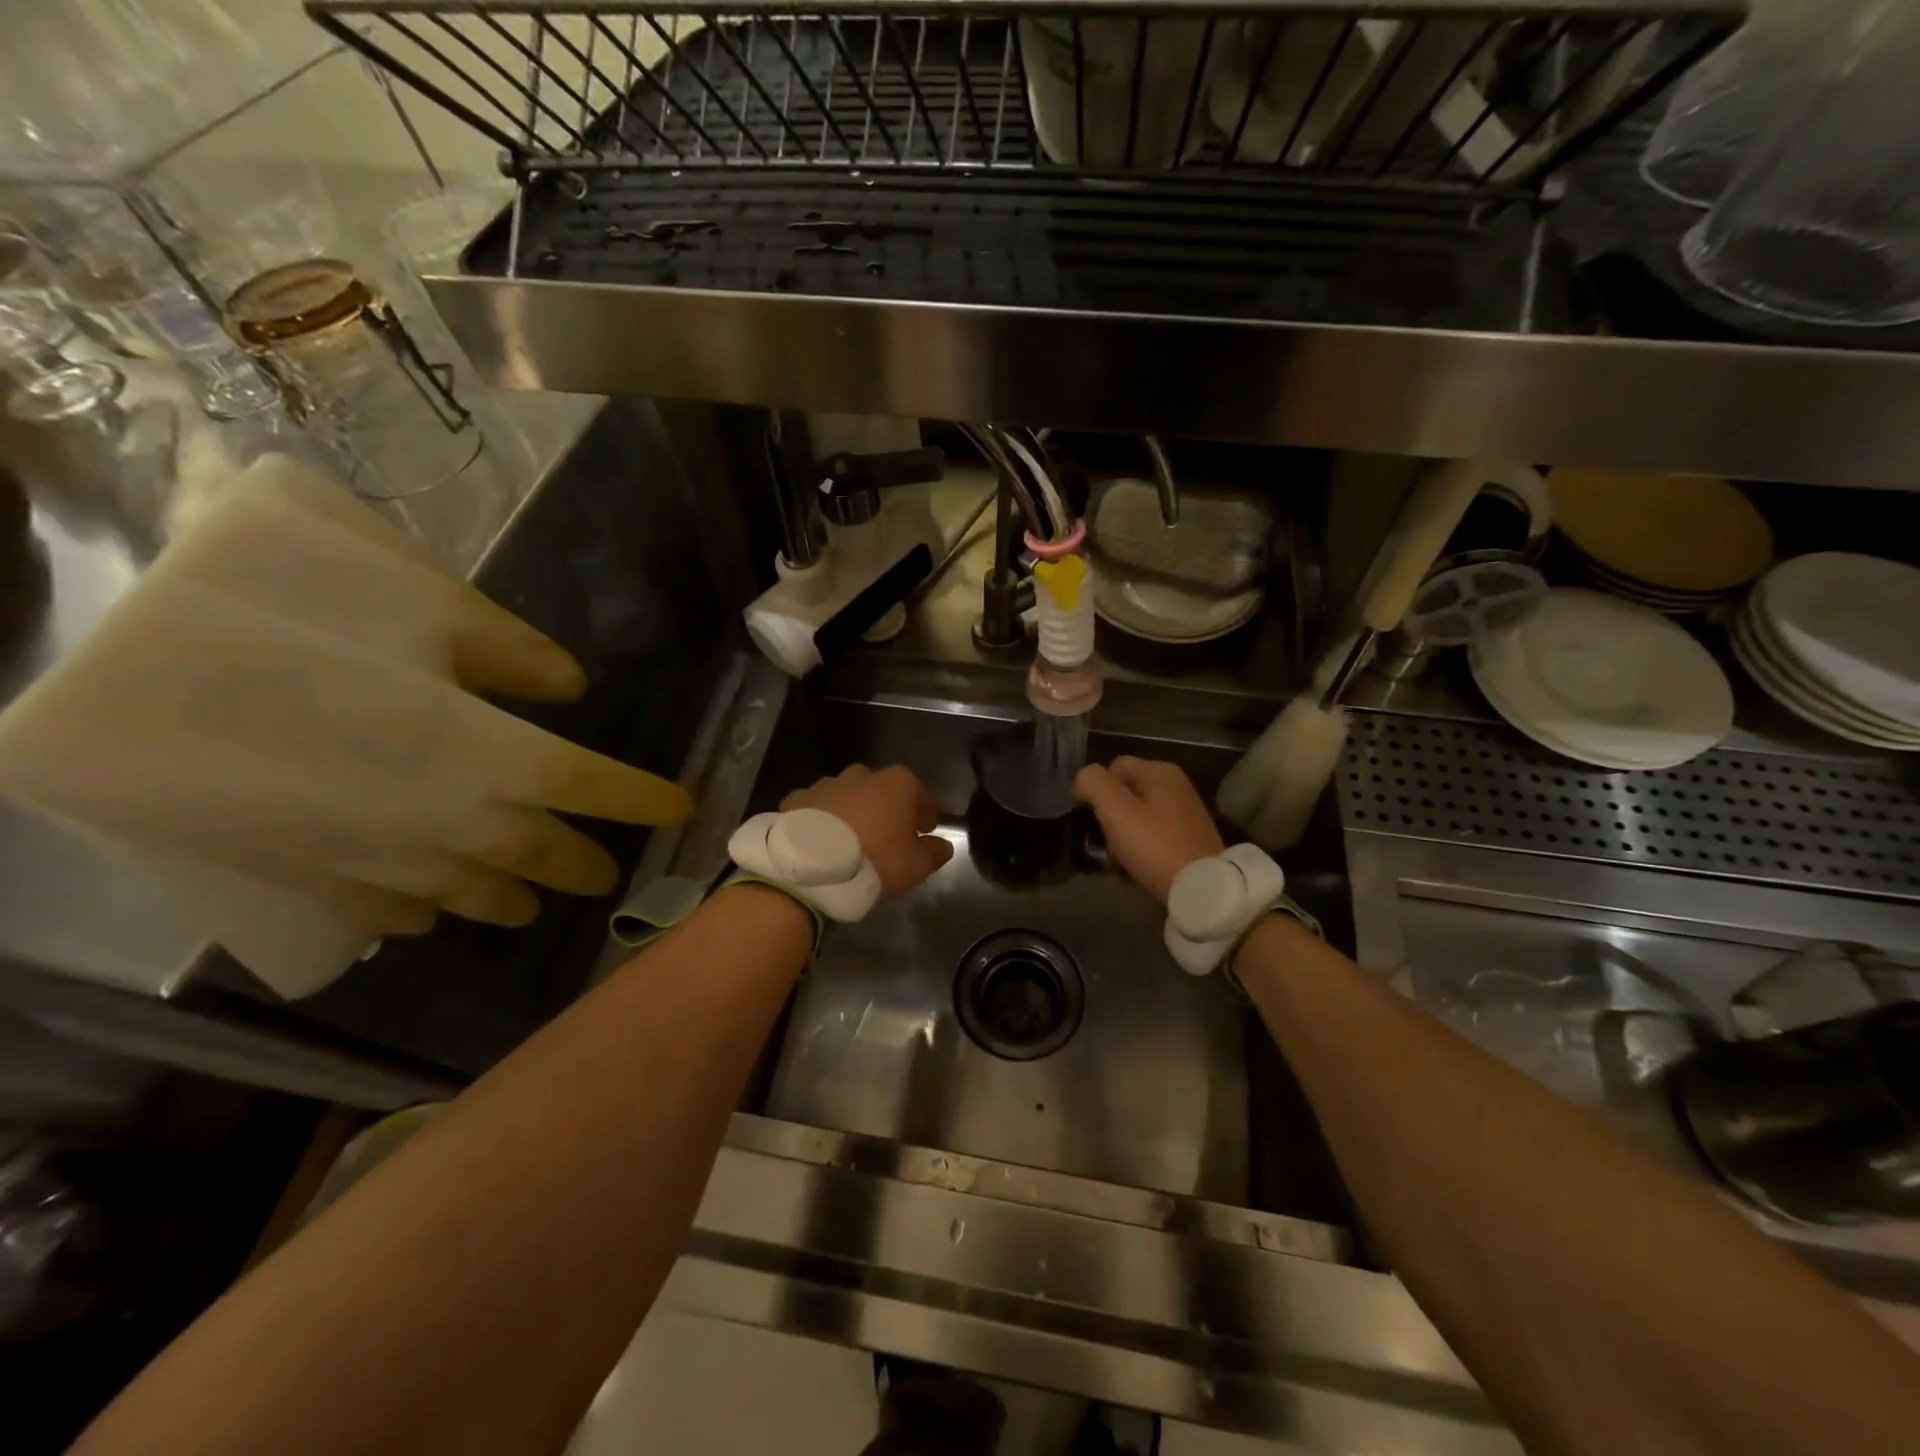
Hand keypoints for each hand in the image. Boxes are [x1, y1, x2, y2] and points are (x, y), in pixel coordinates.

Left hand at [781, 765, 953, 898]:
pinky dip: (820, 820)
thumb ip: (934, 852)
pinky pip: (816, 808)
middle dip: (885, 809)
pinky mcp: (795, 799)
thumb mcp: (915, 866)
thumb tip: (942, 845)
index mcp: (897, 784)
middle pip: (881, 791)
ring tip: (848, 842)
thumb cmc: (874, 862)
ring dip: (851, 812)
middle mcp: (862, 775)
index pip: (921, 795)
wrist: (809, 870)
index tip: (924, 832)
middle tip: (885, 837)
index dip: (925, 814)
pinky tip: (819, 843)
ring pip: (846, 796)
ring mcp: (825, 784)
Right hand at [1075, 757, 1223, 903]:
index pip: (1113, 767)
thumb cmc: (1154, 844)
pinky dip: (1141, 848)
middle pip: (1125, 793)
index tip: (1092, 817)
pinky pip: (1152, 836)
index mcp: (1160, 771)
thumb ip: (1093, 783)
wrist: (1201, 887)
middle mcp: (1175, 786)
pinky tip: (1136, 866)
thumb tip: (1084, 777)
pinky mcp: (1189, 839)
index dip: (1096, 789)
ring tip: (1119, 858)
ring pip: (1136, 817)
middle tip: (1105, 840)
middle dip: (1109, 816)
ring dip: (1122, 835)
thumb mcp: (1115, 809)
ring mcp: (1184, 813)